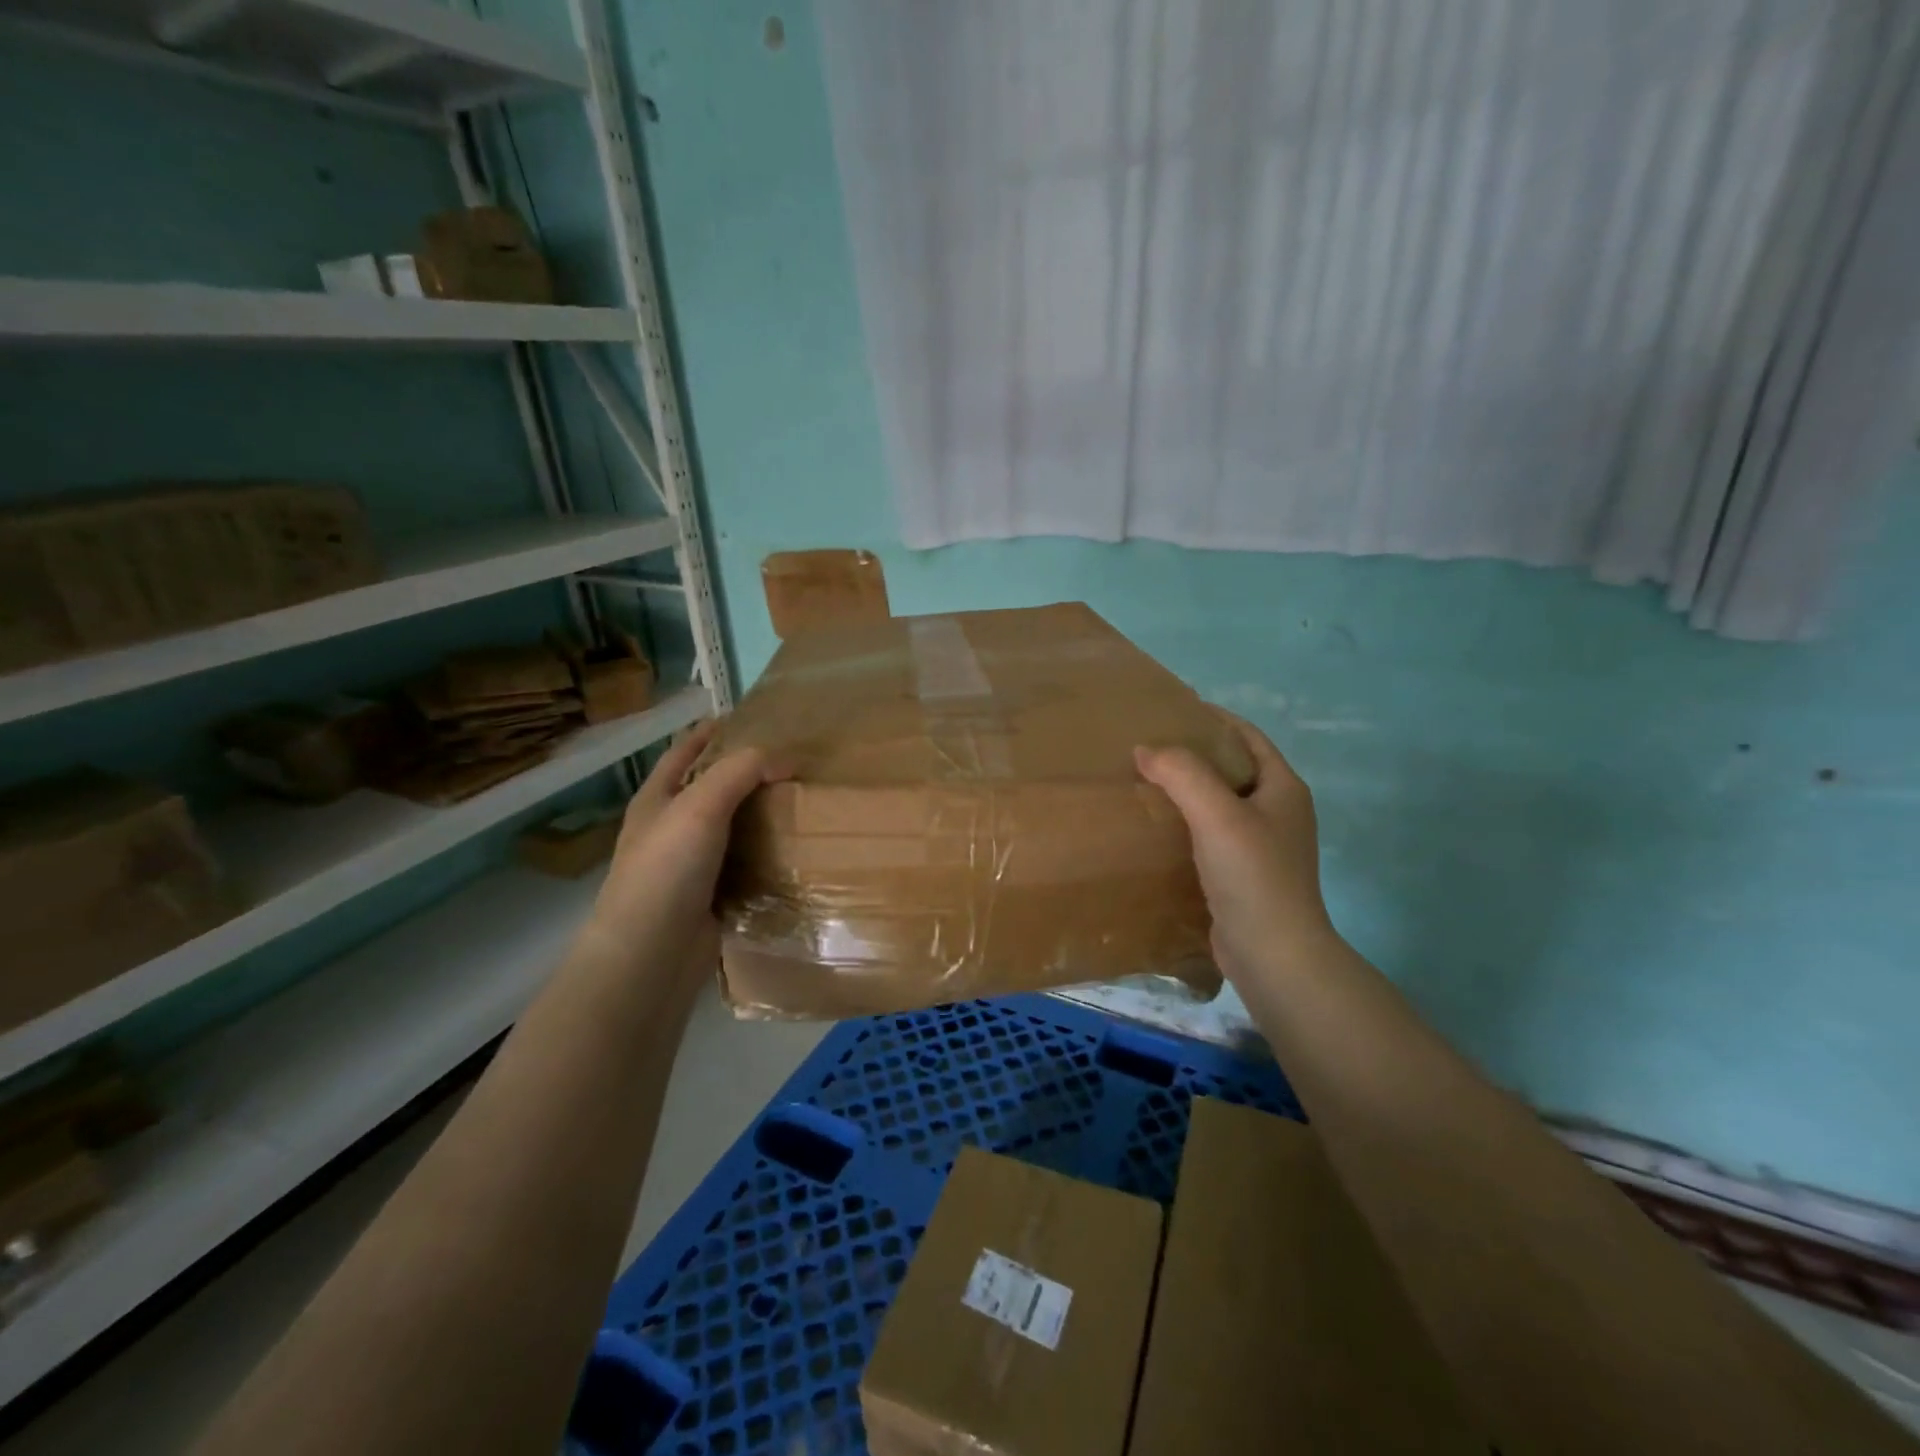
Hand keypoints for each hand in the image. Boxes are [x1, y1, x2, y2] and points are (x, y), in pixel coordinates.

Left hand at [585, 721, 786, 985]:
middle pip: (715, 789)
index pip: (686, 751)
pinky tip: (797, 848)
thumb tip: (785, 759)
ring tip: (805, 800)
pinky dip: (769, 854)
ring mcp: (692, 865)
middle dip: (749, 774)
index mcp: (658, 799)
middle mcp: (673, 828)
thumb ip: (740, 771)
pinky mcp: (713, 896)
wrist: (651, 954)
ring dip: (764, 815)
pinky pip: (747, 864)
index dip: (712, 732)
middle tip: (795, 762)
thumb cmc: (666, 869)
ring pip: (735, 828)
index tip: (751, 718)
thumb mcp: (700, 805)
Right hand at [1134, 712, 1335, 980]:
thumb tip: (1145, 748)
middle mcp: (1277, 812)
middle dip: (1194, 755)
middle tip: (1148, 748)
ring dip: (1186, 791)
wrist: (1273, 954)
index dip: (1214, 719)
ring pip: (1219, 804)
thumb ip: (1182, 773)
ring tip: (1144, 782)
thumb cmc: (1253, 875)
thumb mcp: (1217, 813)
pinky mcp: (1241, 875)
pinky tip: (1154, 828)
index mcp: (1283, 788)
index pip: (1248, 737)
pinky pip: (1209, 836)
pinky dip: (1185, 825)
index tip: (1172, 711)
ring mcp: (1261, 846)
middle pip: (1232, 769)